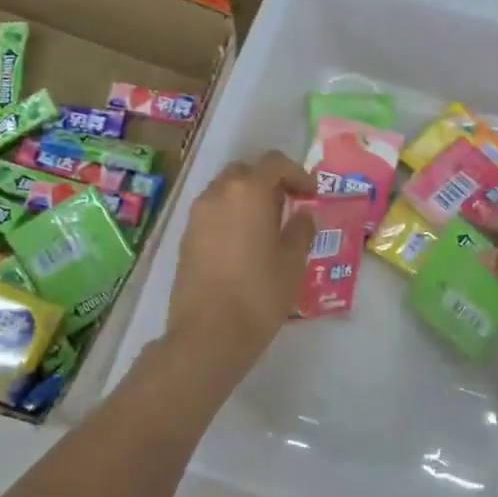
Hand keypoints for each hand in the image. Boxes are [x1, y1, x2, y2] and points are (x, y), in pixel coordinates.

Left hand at [165, 152, 316, 364]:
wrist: (208, 333)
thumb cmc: (259, 292)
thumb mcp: (293, 261)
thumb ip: (301, 230)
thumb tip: (302, 216)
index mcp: (248, 190)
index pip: (274, 163)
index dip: (297, 174)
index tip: (311, 195)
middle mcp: (218, 193)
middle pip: (246, 172)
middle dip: (269, 182)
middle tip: (288, 206)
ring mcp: (197, 215)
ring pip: (226, 191)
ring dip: (248, 199)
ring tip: (267, 227)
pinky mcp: (186, 237)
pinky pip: (213, 213)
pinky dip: (231, 216)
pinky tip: (245, 245)